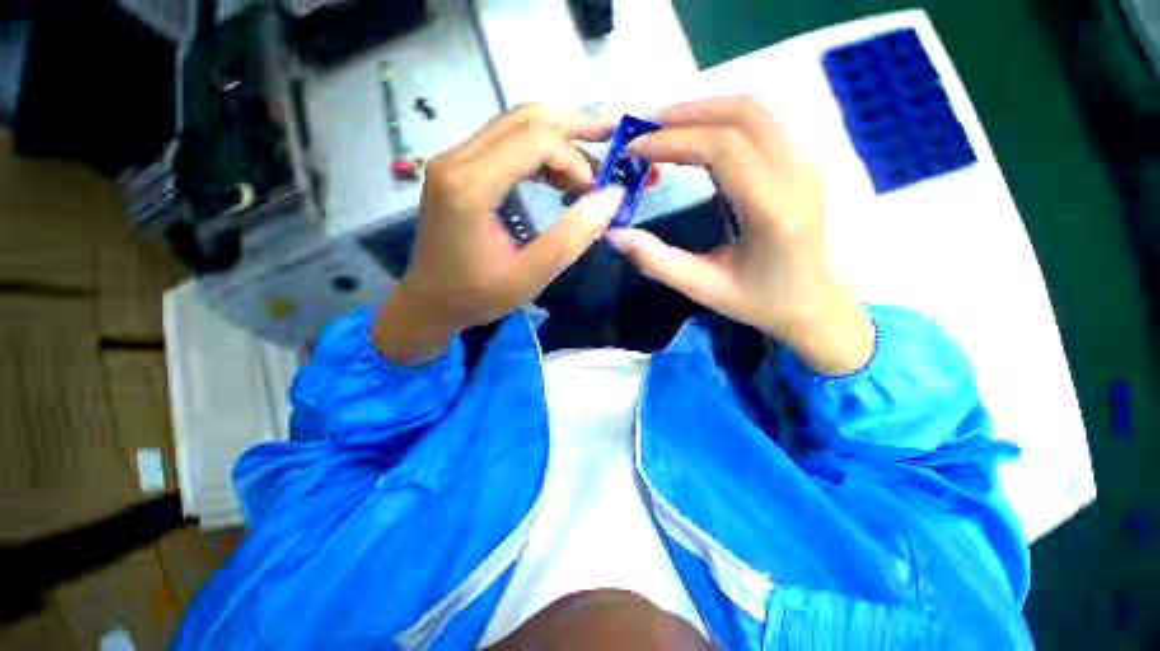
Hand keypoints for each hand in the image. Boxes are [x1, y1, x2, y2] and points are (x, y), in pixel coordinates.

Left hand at [375, 105, 624, 364]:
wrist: (431, 301)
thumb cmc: (478, 295)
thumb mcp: (531, 276)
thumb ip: (572, 237)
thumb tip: (612, 197)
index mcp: (470, 186)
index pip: (534, 140)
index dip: (574, 158)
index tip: (594, 192)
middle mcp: (456, 159)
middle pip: (524, 118)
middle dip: (573, 127)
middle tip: (611, 138)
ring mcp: (453, 159)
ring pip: (514, 125)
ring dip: (557, 138)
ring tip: (589, 165)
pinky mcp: (457, 167)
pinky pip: (504, 142)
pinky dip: (538, 151)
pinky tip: (558, 174)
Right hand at [604, 97, 873, 375]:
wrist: (811, 304)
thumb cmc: (757, 301)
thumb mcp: (701, 287)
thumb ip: (656, 260)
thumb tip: (613, 233)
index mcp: (772, 209)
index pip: (722, 148)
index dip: (673, 140)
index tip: (634, 148)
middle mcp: (796, 175)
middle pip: (742, 115)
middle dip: (685, 114)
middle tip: (643, 128)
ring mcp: (804, 165)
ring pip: (754, 111)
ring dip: (704, 110)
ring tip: (663, 127)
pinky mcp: (801, 165)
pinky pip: (761, 125)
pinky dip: (722, 121)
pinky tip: (695, 137)